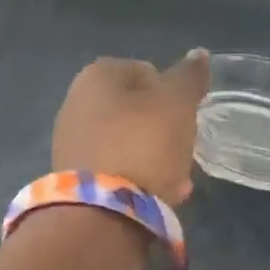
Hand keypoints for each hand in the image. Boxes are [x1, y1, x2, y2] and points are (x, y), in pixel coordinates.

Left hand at [52, 51, 210, 204]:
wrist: (102, 216)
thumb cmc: (144, 146)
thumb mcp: (177, 105)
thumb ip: (189, 78)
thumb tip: (198, 54)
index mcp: (96, 76)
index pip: (146, 71)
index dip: (171, 92)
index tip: (187, 117)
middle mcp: (76, 103)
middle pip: (135, 109)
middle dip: (163, 129)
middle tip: (184, 150)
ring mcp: (71, 142)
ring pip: (127, 142)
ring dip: (154, 157)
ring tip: (177, 181)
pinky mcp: (74, 179)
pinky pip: (115, 170)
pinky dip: (137, 179)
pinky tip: (158, 196)